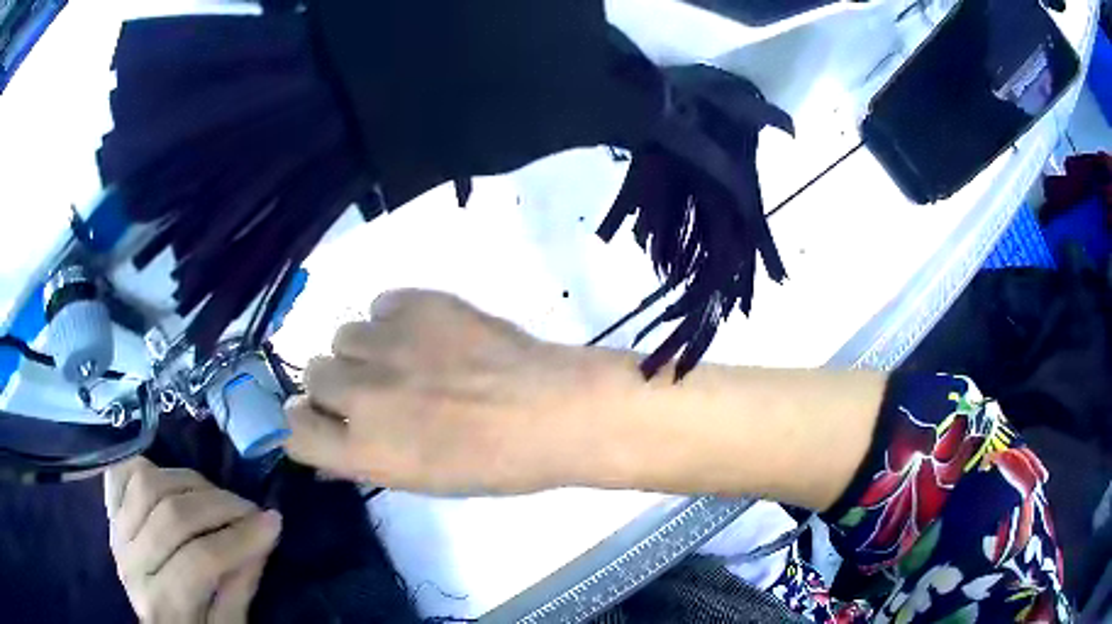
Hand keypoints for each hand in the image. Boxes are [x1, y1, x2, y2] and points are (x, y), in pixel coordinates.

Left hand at [104, 457, 281, 623]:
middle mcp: (132, 565)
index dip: (239, 538)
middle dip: (219, 505)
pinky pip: (122, 474)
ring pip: (148, 485)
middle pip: (172, 516)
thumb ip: (239, 590)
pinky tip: (173, 480)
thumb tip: (261, 541)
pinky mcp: (110, 514)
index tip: (273, 522)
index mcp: (164, 606)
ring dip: (191, 482)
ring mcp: (116, 534)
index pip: (200, 561)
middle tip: (250, 508)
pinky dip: (149, 466)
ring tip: (218, 495)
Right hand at [284, 289, 629, 494]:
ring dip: (364, 350)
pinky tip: (427, 334)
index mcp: (363, 451)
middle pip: (312, 375)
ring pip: (342, 335)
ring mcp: (387, 345)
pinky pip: (380, 305)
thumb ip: (365, 459)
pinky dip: (394, 319)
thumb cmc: (495, 464)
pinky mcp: (416, 304)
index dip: (305, 423)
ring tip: (404, 358)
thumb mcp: (421, 480)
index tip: (321, 419)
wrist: (552, 410)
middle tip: (372, 389)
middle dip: (335, 384)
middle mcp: (361, 396)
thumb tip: (329, 445)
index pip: (294, 430)